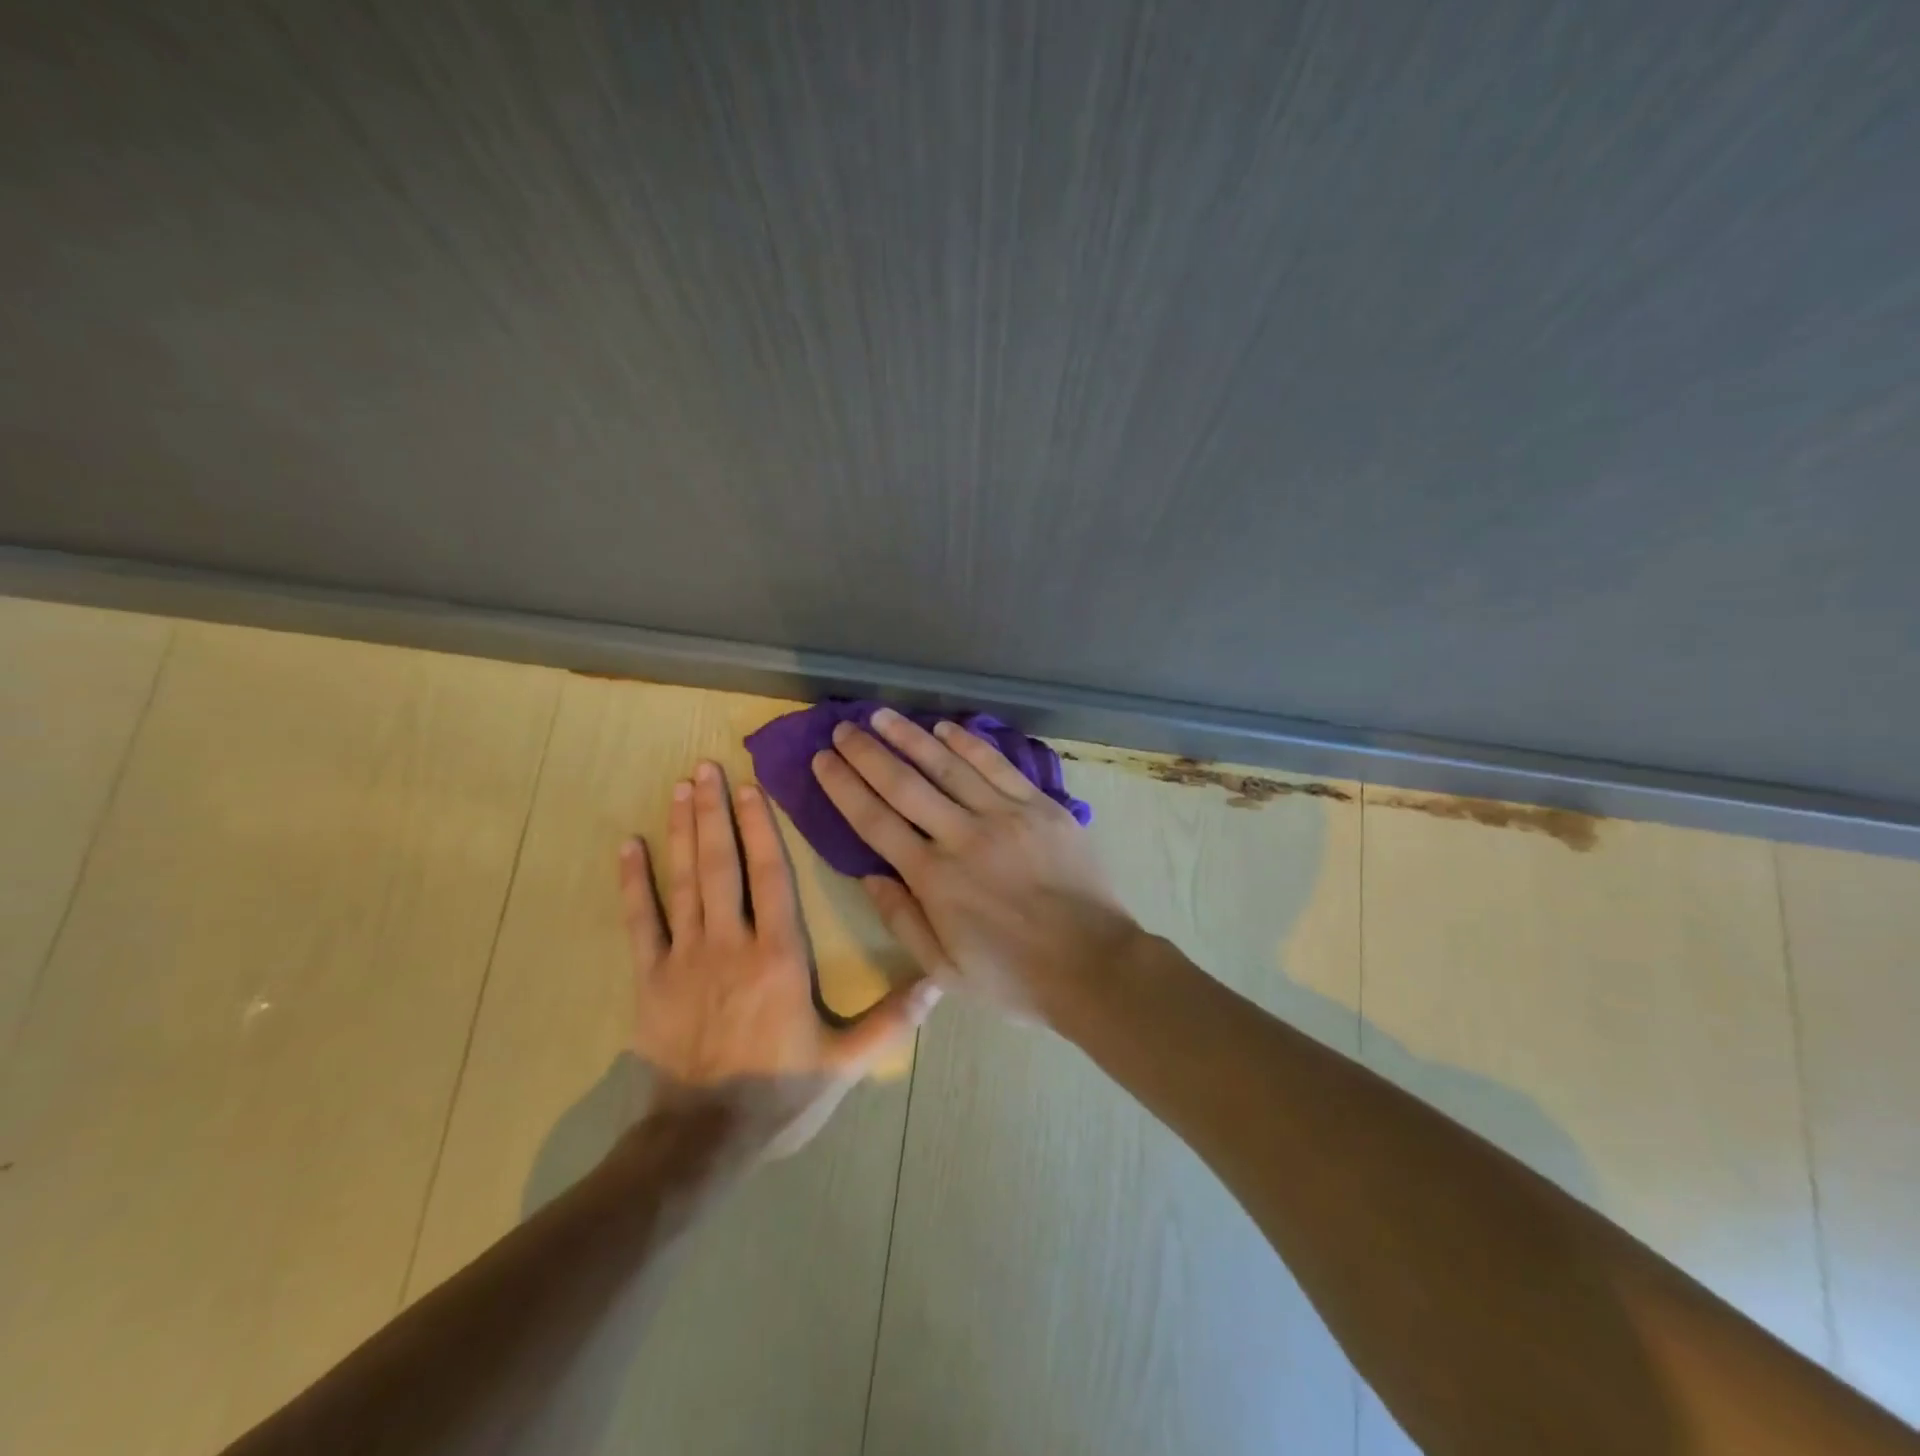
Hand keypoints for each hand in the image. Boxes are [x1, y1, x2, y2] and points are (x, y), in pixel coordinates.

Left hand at [622, 760, 938, 1156]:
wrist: (701, 1143)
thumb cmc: (779, 1095)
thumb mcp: (845, 1063)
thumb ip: (890, 1020)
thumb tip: (938, 982)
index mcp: (780, 956)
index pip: (771, 876)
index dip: (760, 827)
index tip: (749, 788)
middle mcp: (732, 943)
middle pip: (722, 864)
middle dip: (714, 812)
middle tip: (705, 768)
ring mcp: (685, 958)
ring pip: (685, 881)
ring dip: (681, 832)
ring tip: (679, 788)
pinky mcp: (650, 980)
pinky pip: (640, 922)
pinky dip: (633, 883)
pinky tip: (628, 847)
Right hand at [809, 709, 1140, 1021]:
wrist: (1095, 966)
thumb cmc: (1014, 977)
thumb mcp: (945, 970)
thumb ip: (902, 920)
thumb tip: (869, 876)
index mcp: (934, 878)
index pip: (875, 821)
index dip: (844, 787)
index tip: (822, 760)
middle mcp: (963, 836)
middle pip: (905, 784)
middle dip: (868, 753)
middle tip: (843, 728)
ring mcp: (1005, 815)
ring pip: (948, 766)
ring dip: (911, 736)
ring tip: (882, 715)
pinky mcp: (1041, 806)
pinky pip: (997, 766)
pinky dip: (969, 744)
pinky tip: (945, 727)